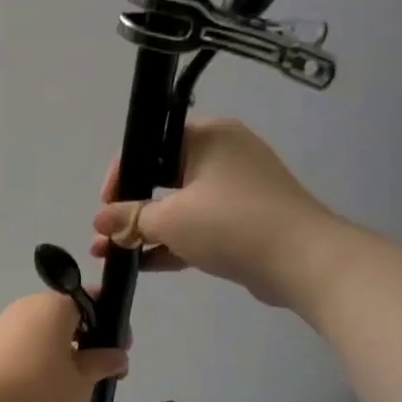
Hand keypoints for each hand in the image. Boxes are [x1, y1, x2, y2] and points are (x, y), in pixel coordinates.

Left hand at [0, 291, 128, 401]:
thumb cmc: (34, 392)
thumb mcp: (80, 383)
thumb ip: (103, 364)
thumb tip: (117, 354)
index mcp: (56, 305)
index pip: (94, 300)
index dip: (113, 324)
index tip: (119, 354)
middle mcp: (29, 305)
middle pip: (68, 317)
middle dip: (87, 342)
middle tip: (97, 376)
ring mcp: (5, 323)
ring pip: (46, 333)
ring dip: (62, 354)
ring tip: (68, 389)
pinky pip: (25, 346)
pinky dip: (38, 362)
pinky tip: (39, 391)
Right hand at [89, 117, 335, 308]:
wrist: (302, 261)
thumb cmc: (231, 224)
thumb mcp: (171, 219)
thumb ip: (131, 218)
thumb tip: (98, 220)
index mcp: (208, 136)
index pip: (151, 143)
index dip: (122, 173)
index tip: (105, 204)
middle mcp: (223, 154)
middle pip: (163, 176)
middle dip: (130, 208)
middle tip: (106, 232)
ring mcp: (236, 190)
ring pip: (180, 206)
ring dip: (147, 230)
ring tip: (112, 254)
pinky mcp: (243, 221)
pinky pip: (199, 226)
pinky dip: (173, 242)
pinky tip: (143, 265)